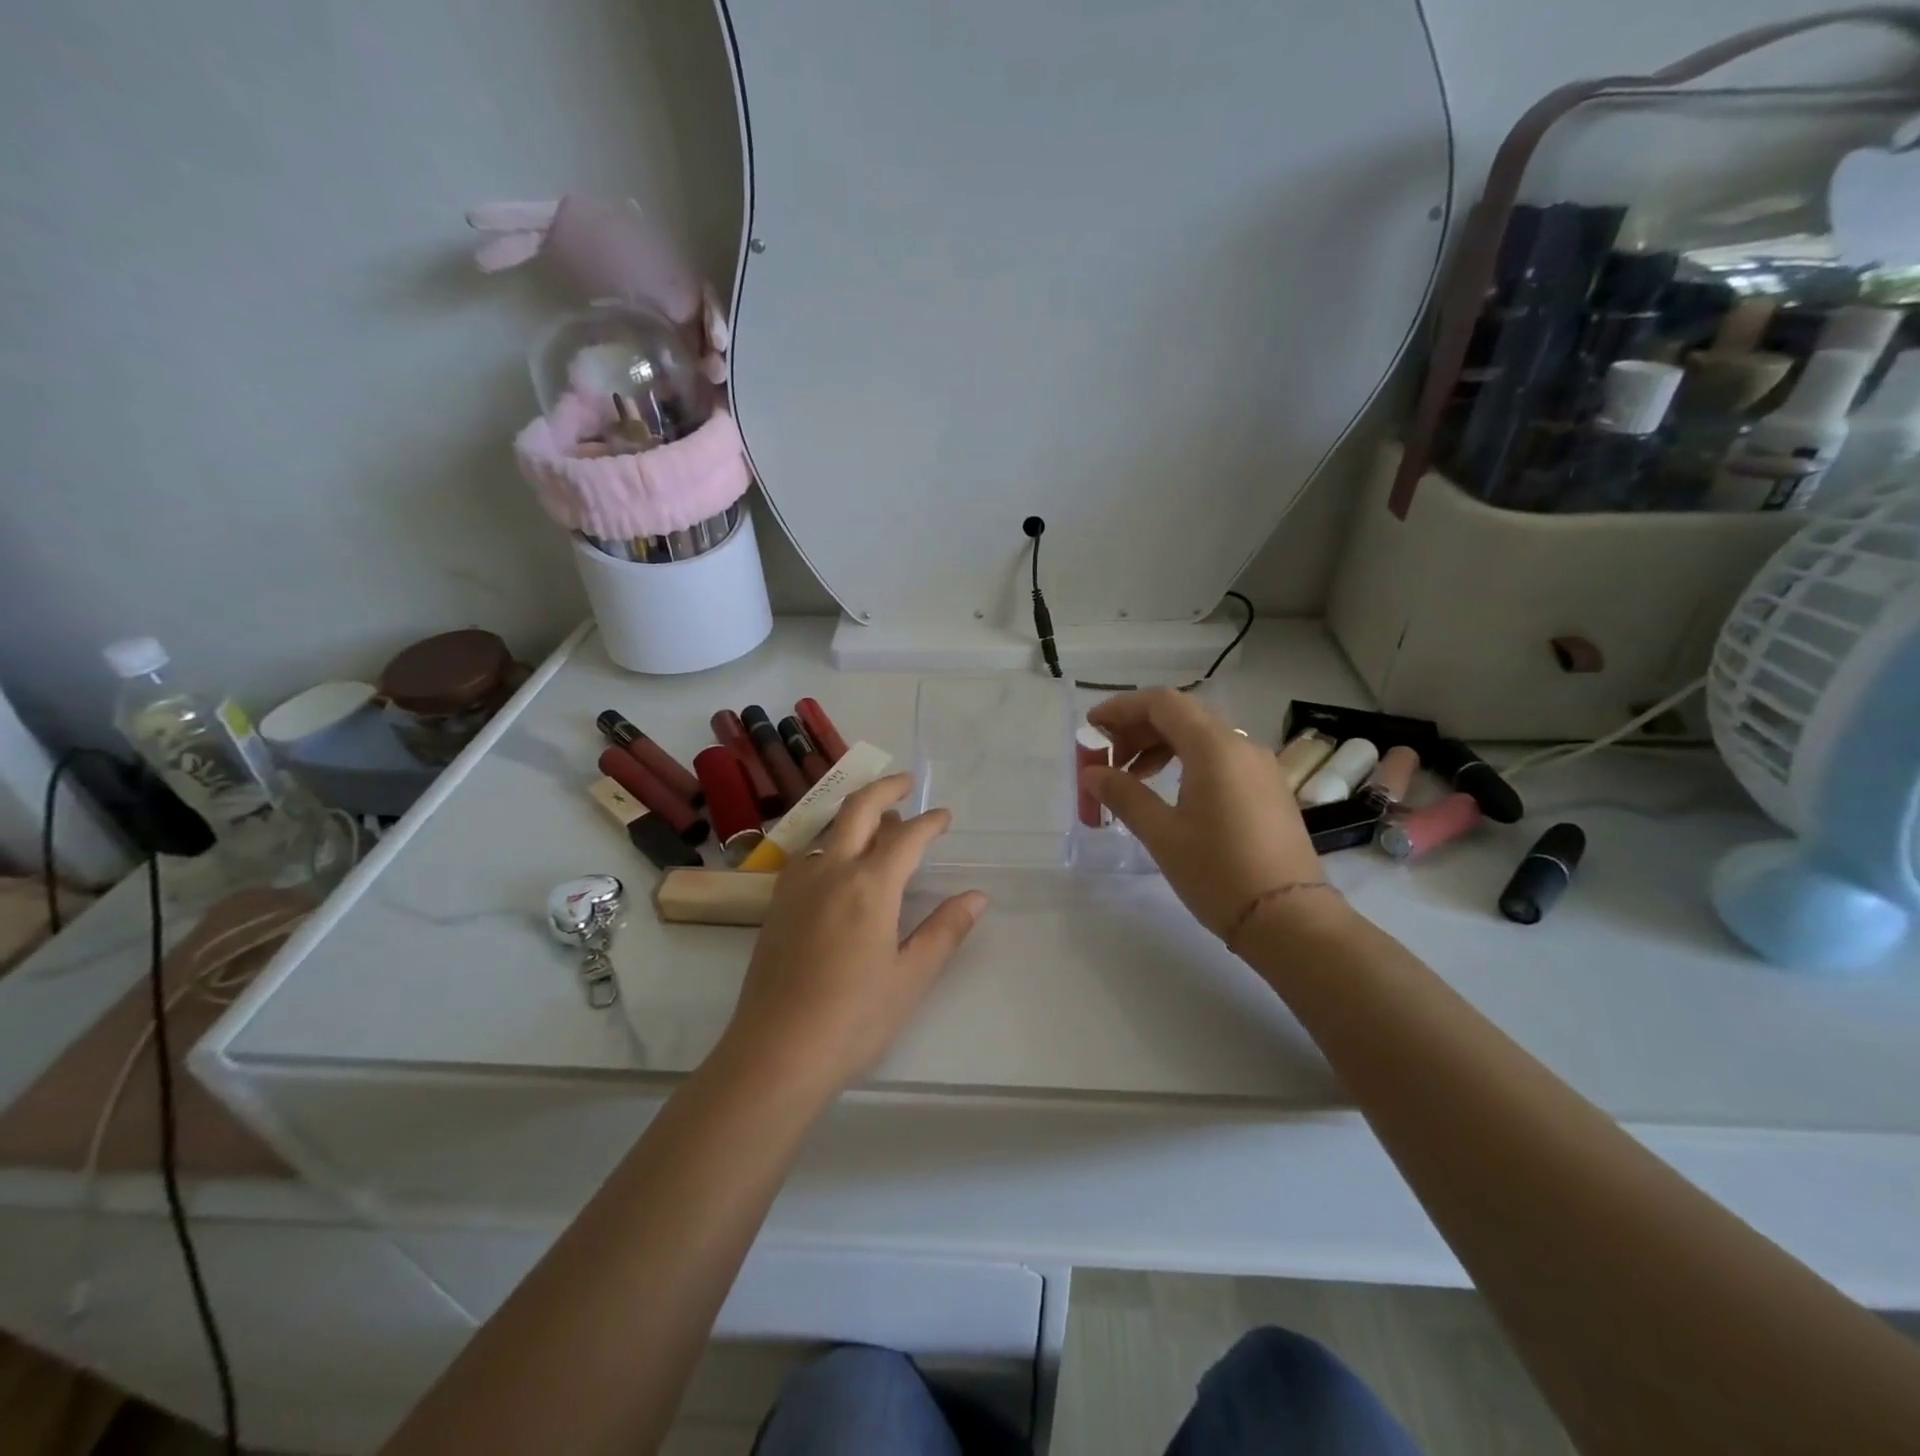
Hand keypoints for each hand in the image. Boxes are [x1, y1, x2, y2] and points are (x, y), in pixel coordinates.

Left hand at [721, 775, 987, 1090]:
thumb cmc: (854, 1018)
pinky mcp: (776, 905)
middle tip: (906, 783)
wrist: (776, 1052)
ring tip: (878, 825)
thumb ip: (945, 930)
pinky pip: (808, 854)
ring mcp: (797, 885)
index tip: (945, 817)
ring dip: (855, 817)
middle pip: (858, 810)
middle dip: (885, 789)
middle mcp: (830, 872)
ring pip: (828, 830)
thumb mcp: (911, 977)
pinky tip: (837, 865)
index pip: (907, 837)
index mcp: (870, 886)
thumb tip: (977, 896)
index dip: (930, 822)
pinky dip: (830, 843)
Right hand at [1081, 689, 1327, 939]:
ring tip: (1133, 778)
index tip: (1092, 726)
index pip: (1162, 703)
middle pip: (1182, 715)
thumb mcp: (1161, 834)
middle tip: (1107, 759)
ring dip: (1162, 746)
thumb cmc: (1218, 872)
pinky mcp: (1268, 789)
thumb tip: (1091, 774)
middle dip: (1139, 729)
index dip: (1122, 707)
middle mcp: (1241, 745)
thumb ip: (1123, 795)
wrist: (1289, 919)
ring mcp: (1260, 767)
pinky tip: (1170, 793)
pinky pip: (1221, 758)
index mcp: (1214, 748)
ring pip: (1202, 736)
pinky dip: (1187, 762)